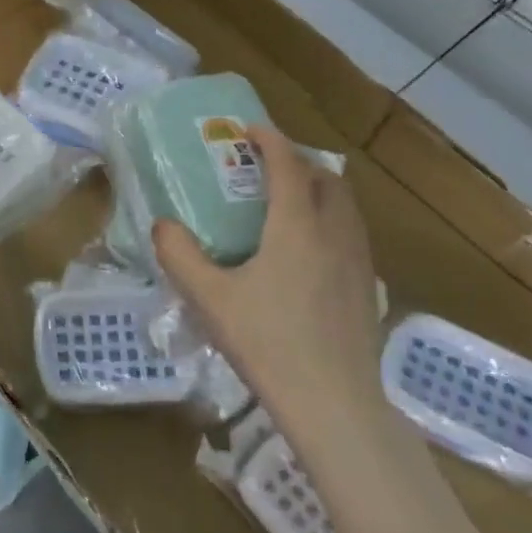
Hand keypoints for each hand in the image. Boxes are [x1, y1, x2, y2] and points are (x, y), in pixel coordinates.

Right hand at [153, 126, 381, 419]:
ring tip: (288, 203)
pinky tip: (308, 252)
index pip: (287, 164)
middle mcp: (335, 232)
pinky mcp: (368, 287)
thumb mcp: (209, 298)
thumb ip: (180, 255)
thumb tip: (163, 225)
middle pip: (325, 178)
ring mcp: (359, 260)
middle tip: (266, 168)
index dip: (269, 139)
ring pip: (345, 206)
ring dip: (319, 190)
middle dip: (297, 162)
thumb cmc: (268, 342)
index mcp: (297, 225)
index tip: (248, 129)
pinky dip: (330, 220)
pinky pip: (351, 233)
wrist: (334, 403)